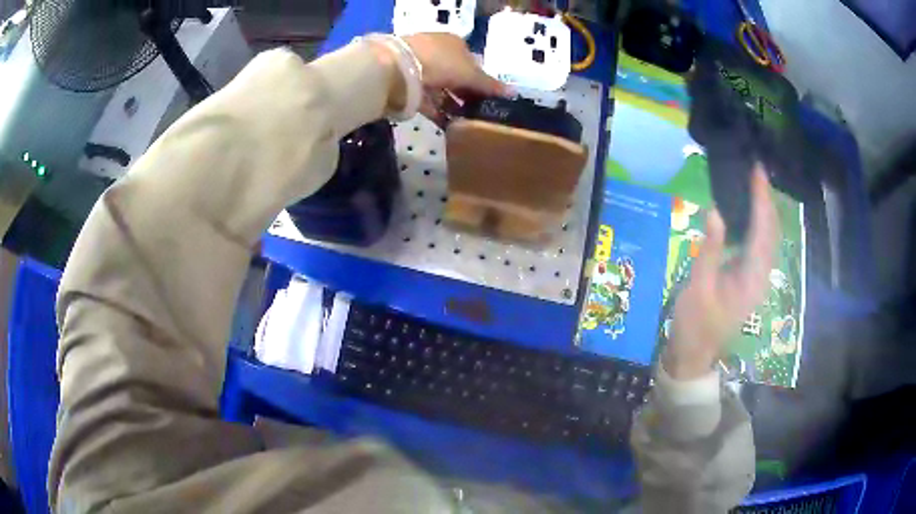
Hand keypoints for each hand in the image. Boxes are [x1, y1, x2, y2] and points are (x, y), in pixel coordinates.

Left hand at [370, 33, 509, 118]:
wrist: (399, 68)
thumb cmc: (442, 62)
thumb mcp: (471, 73)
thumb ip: (489, 85)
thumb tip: (512, 92)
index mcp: (453, 44)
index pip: (472, 62)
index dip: (481, 79)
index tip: (489, 97)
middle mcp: (437, 54)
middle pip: (457, 77)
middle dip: (467, 94)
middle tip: (480, 113)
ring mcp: (421, 70)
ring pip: (443, 90)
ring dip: (454, 105)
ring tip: (468, 123)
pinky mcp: (409, 87)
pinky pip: (429, 102)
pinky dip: (439, 113)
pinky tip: (451, 126)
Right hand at [662, 165, 779, 379]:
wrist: (695, 354)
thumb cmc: (695, 323)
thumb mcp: (697, 288)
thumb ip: (709, 250)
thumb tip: (715, 211)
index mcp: (751, 278)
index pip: (762, 231)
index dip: (762, 199)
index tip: (757, 172)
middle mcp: (761, 276)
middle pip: (772, 232)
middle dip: (767, 200)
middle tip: (757, 172)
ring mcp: (758, 279)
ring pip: (770, 238)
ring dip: (766, 210)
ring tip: (756, 185)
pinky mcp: (751, 280)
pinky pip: (762, 245)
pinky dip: (760, 224)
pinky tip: (751, 213)